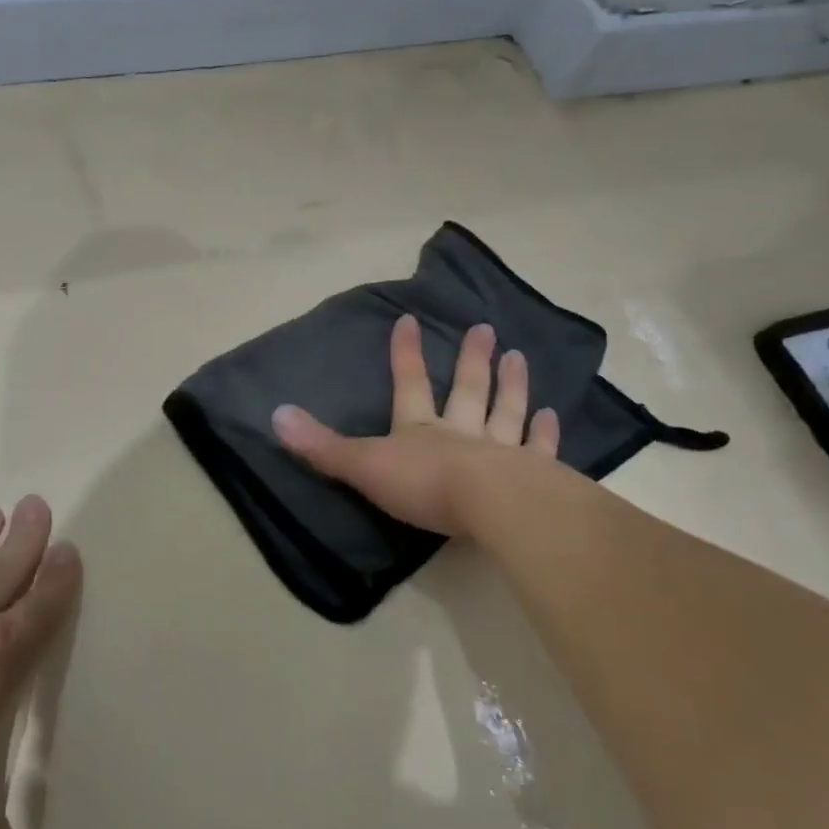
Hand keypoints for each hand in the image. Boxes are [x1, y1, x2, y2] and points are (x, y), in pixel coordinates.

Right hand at [273, 315, 558, 537]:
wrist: (493, 508)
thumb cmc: (425, 485)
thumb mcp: (363, 465)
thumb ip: (321, 445)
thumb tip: (275, 414)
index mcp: (420, 429)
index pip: (409, 383)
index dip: (405, 354)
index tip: (408, 319)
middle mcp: (461, 432)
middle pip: (466, 390)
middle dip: (472, 360)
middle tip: (484, 328)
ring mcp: (501, 452)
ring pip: (506, 411)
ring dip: (511, 384)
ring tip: (518, 356)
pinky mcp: (534, 476)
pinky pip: (539, 448)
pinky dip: (545, 432)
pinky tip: (552, 414)